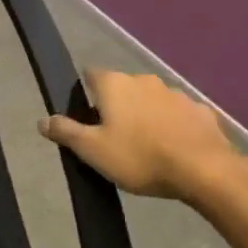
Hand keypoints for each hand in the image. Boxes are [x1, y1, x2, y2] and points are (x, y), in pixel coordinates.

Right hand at [38, 70, 238, 202]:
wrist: (206, 171)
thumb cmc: (140, 157)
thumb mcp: (92, 150)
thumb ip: (65, 132)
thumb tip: (42, 120)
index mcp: (114, 84)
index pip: (90, 75)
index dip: (86, 94)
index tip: (87, 117)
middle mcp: (144, 80)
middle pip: (122, 88)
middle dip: (118, 106)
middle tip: (115, 137)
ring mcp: (176, 93)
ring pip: (152, 100)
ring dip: (147, 115)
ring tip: (148, 147)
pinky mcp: (202, 111)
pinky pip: (180, 115)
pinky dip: (174, 126)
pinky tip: (176, 149)